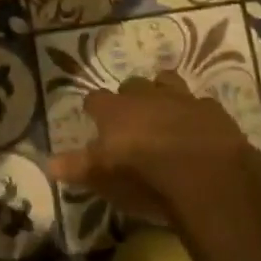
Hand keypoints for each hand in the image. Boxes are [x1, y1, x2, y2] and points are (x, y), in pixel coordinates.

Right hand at [48, 70, 250, 221]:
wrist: (205, 174)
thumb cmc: (145, 177)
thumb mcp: (104, 178)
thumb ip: (77, 167)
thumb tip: (49, 163)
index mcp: (115, 111)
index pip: (95, 100)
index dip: (94, 109)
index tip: (93, 117)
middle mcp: (145, 96)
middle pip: (131, 85)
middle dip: (130, 98)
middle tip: (131, 119)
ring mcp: (181, 98)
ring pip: (166, 82)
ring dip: (162, 94)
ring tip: (163, 113)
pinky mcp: (212, 109)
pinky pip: (200, 103)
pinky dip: (196, 113)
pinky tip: (198, 127)